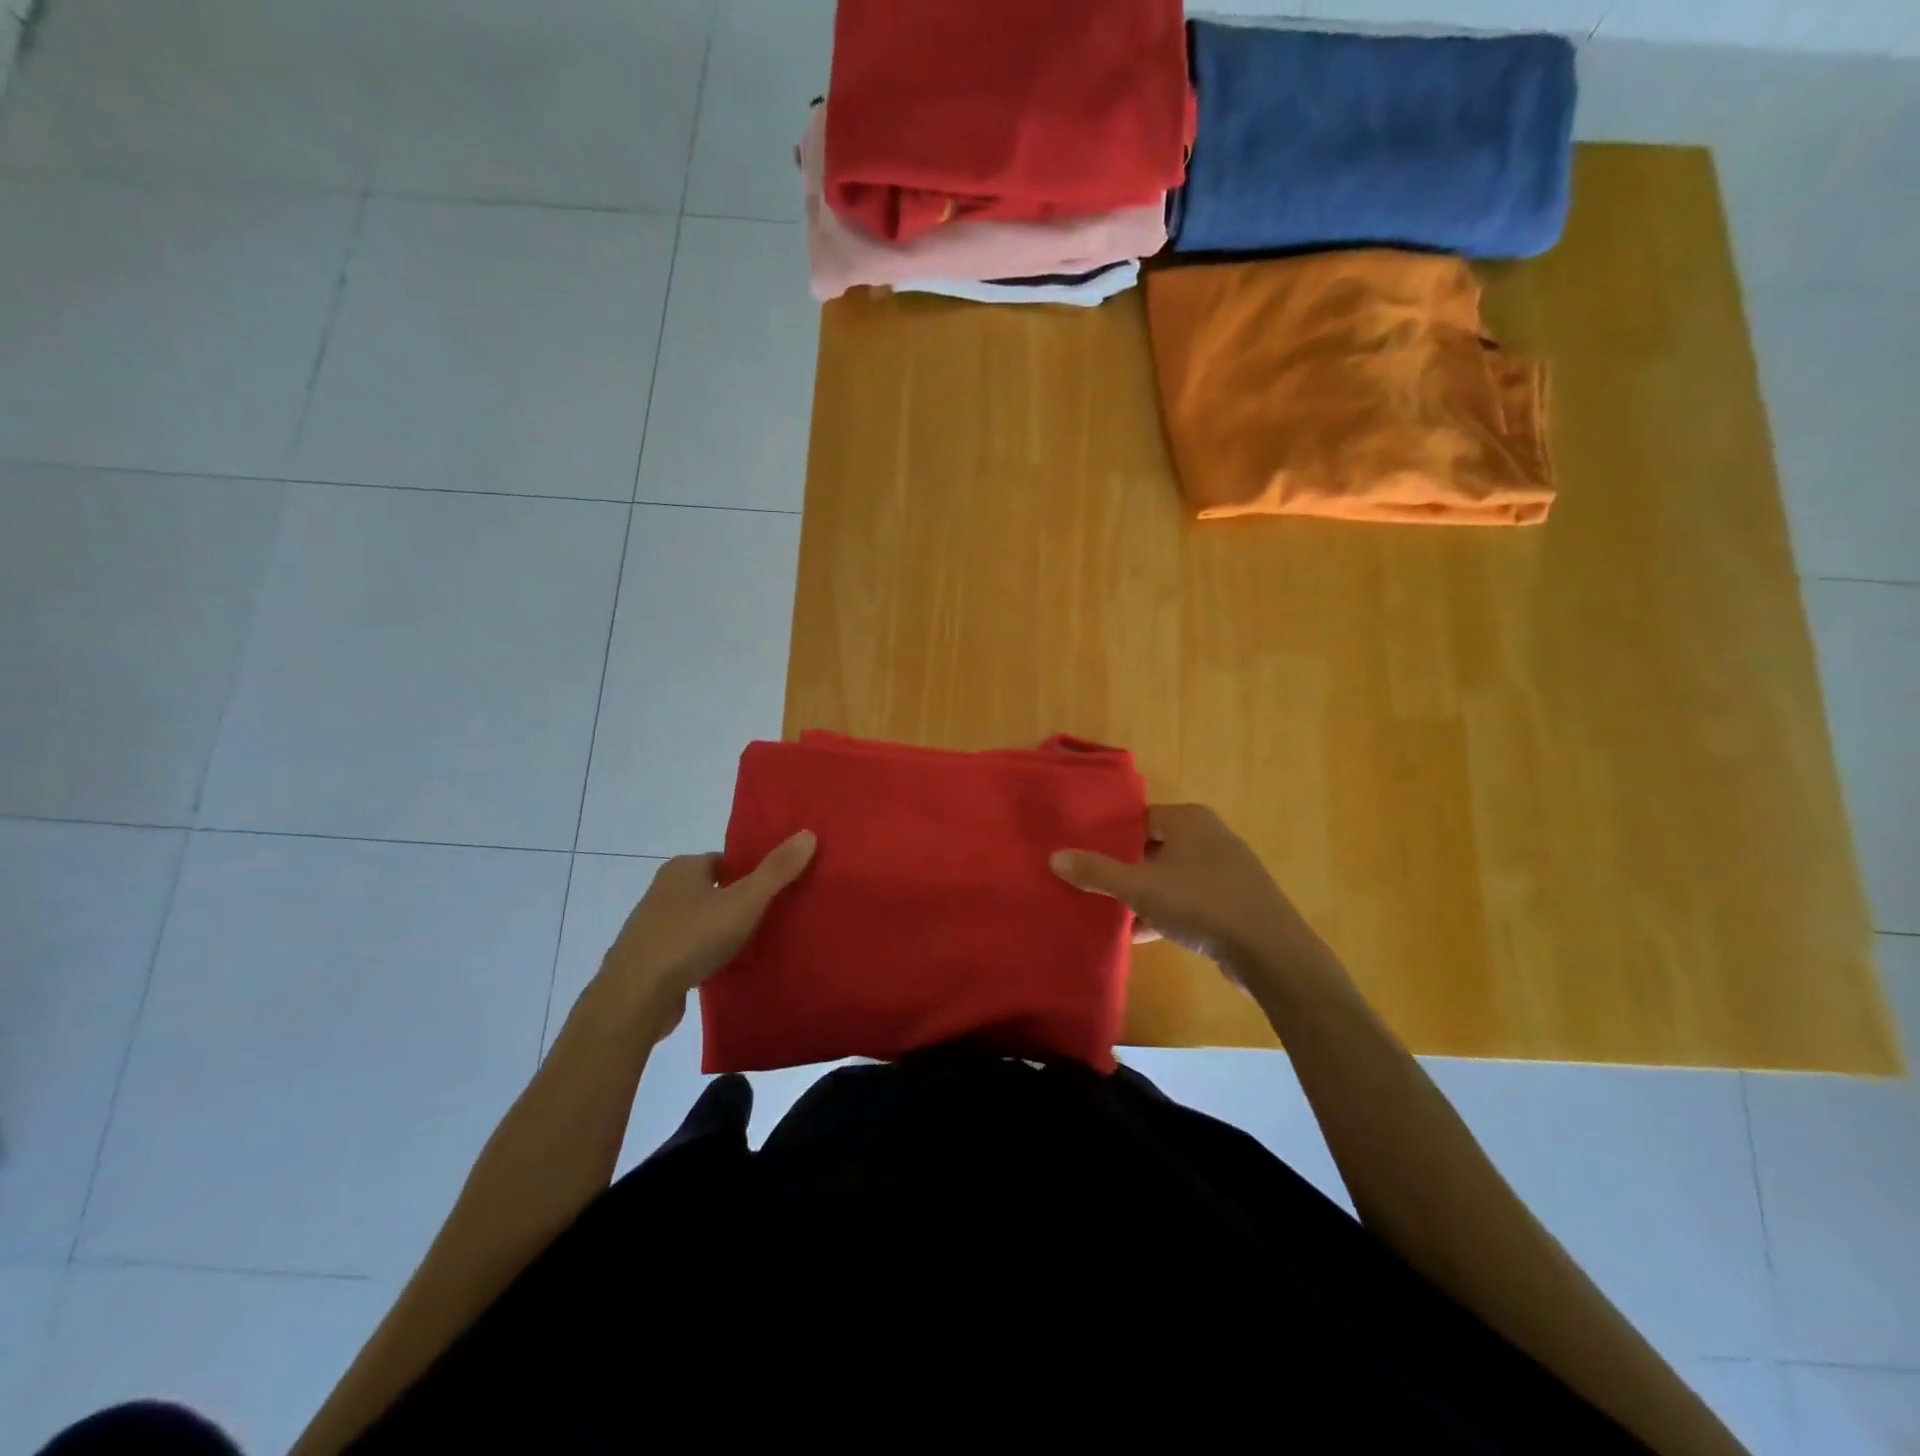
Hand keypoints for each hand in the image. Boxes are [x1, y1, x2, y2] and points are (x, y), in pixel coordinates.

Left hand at [598, 830, 816, 1037]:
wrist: (635, 995)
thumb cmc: (692, 937)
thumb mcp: (744, 901)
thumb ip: (776, 871)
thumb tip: (808, 834)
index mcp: (683, 868)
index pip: (723, 860)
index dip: (748, 872)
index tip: (773, 889)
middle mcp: (662, 889)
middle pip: (709, 889)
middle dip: (734, 900)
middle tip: (767, 917)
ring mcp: (650, 925)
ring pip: (695, 919)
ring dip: (716, 929)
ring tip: (748, 945)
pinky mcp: (646, 959)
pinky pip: (683, 948)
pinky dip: (700, 954)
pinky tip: (719, 969)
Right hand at [1050, 805, 1321, 987]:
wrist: (1270, 953)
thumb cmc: (1202, 905)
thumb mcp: (1141, 888)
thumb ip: (1097, 871)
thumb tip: (1054, 857)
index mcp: (1188, 820)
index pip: (1138, 818)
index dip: (1110, 835)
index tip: (1082, 853)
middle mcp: (1208, 836)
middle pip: (1152, 847)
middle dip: (1123, 867)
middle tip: (1090, 883)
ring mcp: (1224, 869)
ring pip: (1169, 875)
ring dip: (1143, 894)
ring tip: (1109, 911)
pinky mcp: (1233, 901)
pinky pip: (1188, 899)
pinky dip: (1165, 912)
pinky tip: (1140, 934)